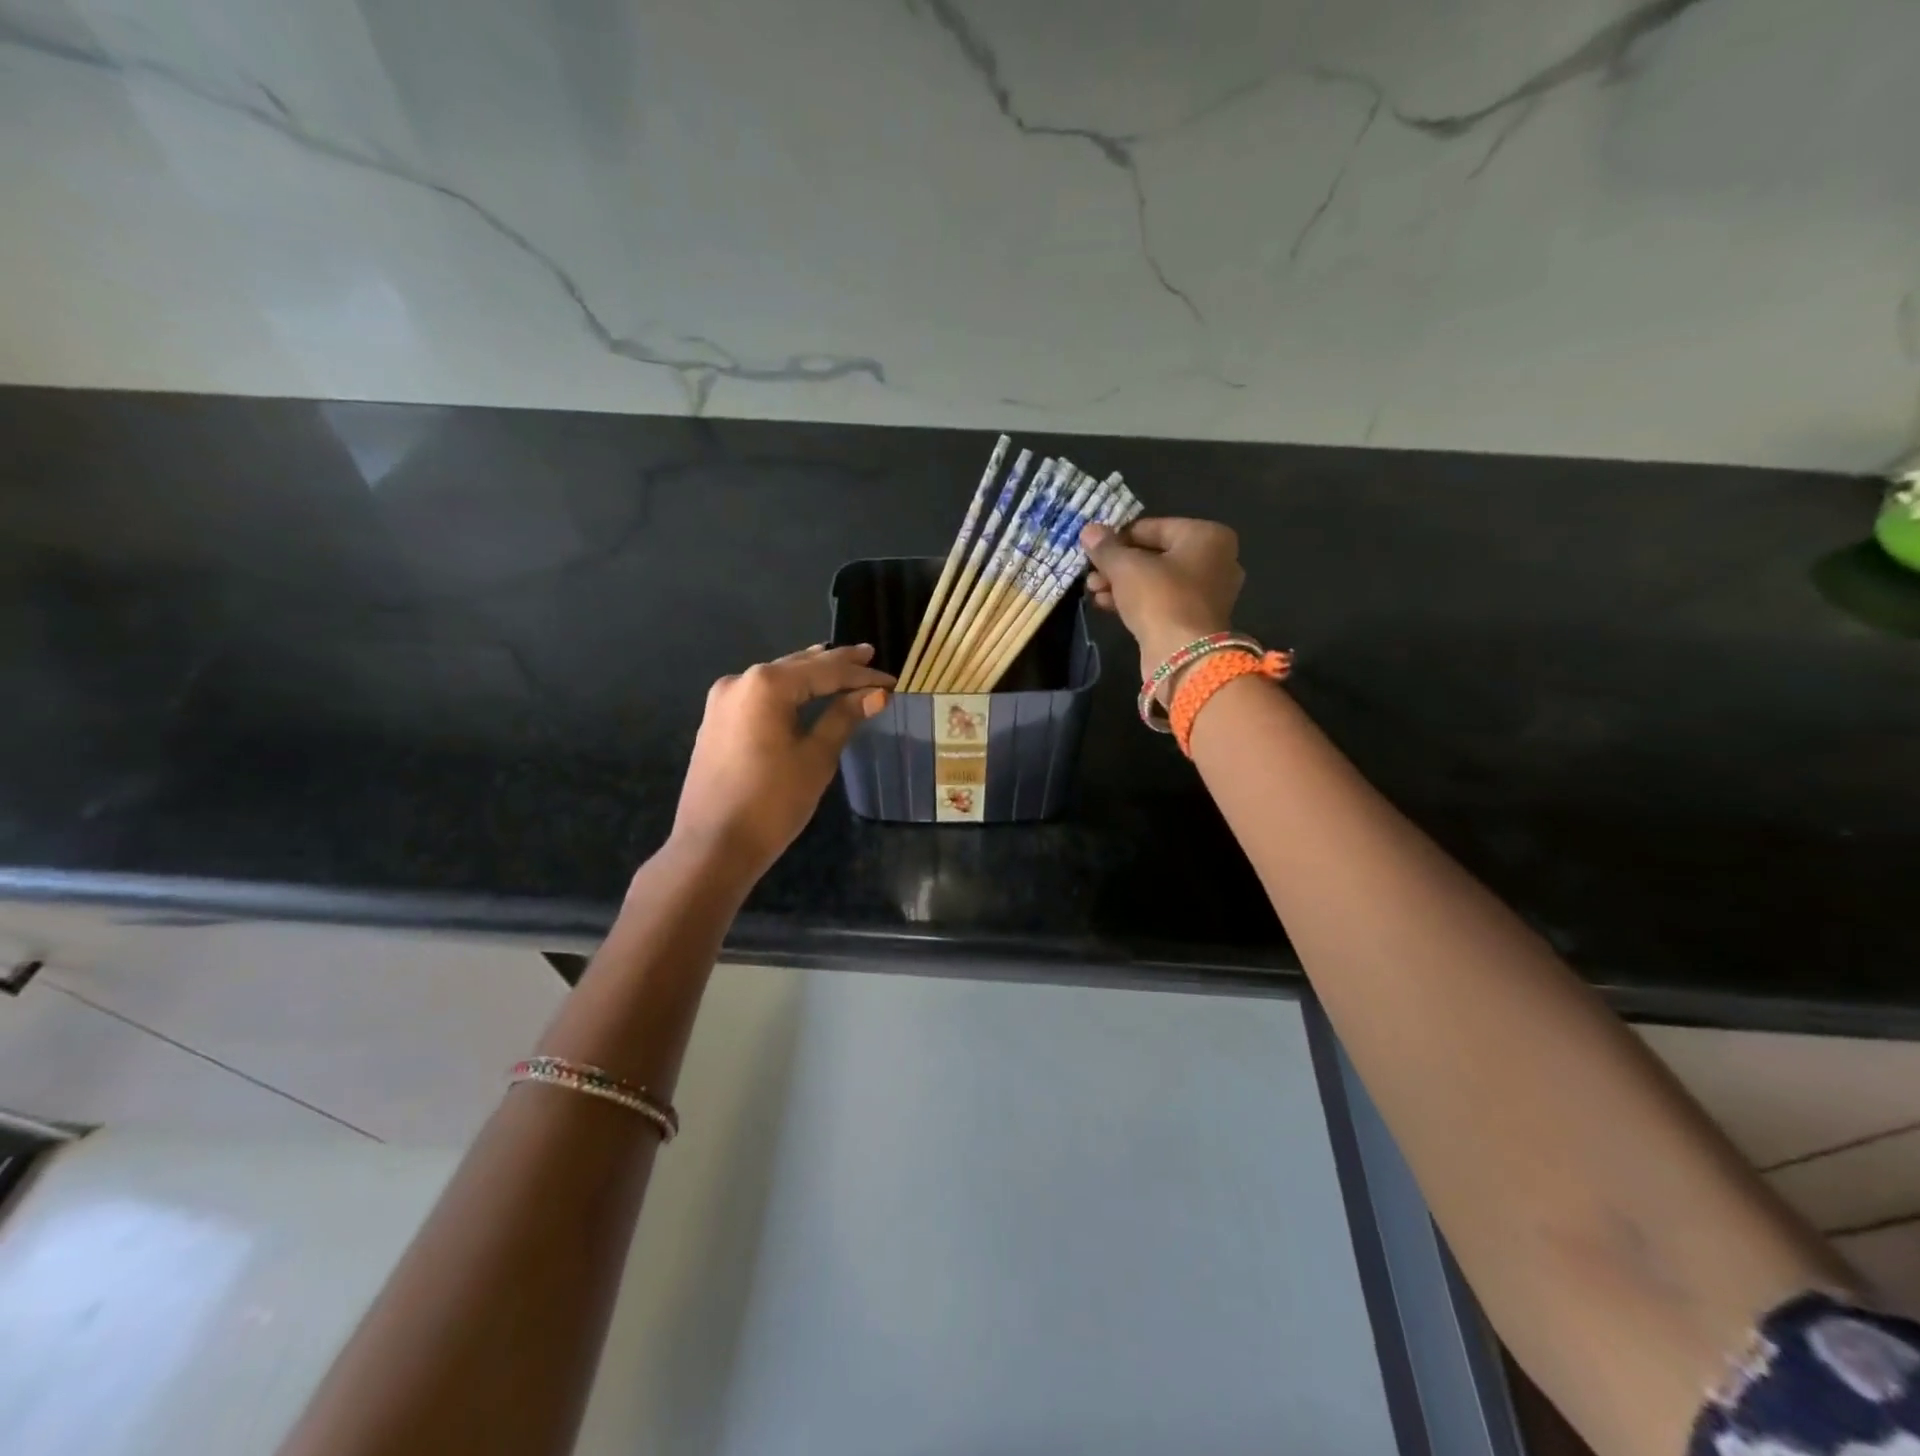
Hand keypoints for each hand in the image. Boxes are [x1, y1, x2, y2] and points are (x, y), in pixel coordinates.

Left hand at [673, 643, 892, 881]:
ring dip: (809, 673)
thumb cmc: (772, 802)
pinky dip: (786, 691)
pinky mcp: (716, 721)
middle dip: (835, 664)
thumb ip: (843, 718)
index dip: (861, 675)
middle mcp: (741, 681)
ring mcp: (723, 700)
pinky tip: (801, 690)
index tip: (891, 680)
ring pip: (776, 678)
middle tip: (868, 655)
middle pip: (798, 666)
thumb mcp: (816, 758)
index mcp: (767, 685)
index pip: (826, 672)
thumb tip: (875, 694)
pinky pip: (759, 695)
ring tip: (840, 663)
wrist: (713, 846)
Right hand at [1081, 518, 1245, 679]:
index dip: (1119, 538)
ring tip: (1092, 590)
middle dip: (1118, 565)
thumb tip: (1089, 531)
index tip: (1093, 549)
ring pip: (1156, 581)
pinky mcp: (1195, 620)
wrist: (1182, 656)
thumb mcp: (1126, 567)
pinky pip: (1161, 602)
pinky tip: (1105, 605)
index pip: (1152, 527)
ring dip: (1121, 584)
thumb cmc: (1160, 598)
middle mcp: (1215, 561)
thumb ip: (1106, 548)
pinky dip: (1135, 601)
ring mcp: (1208, 594)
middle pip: (1155, 555)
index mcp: (1208, 536)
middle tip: (1090, 573)